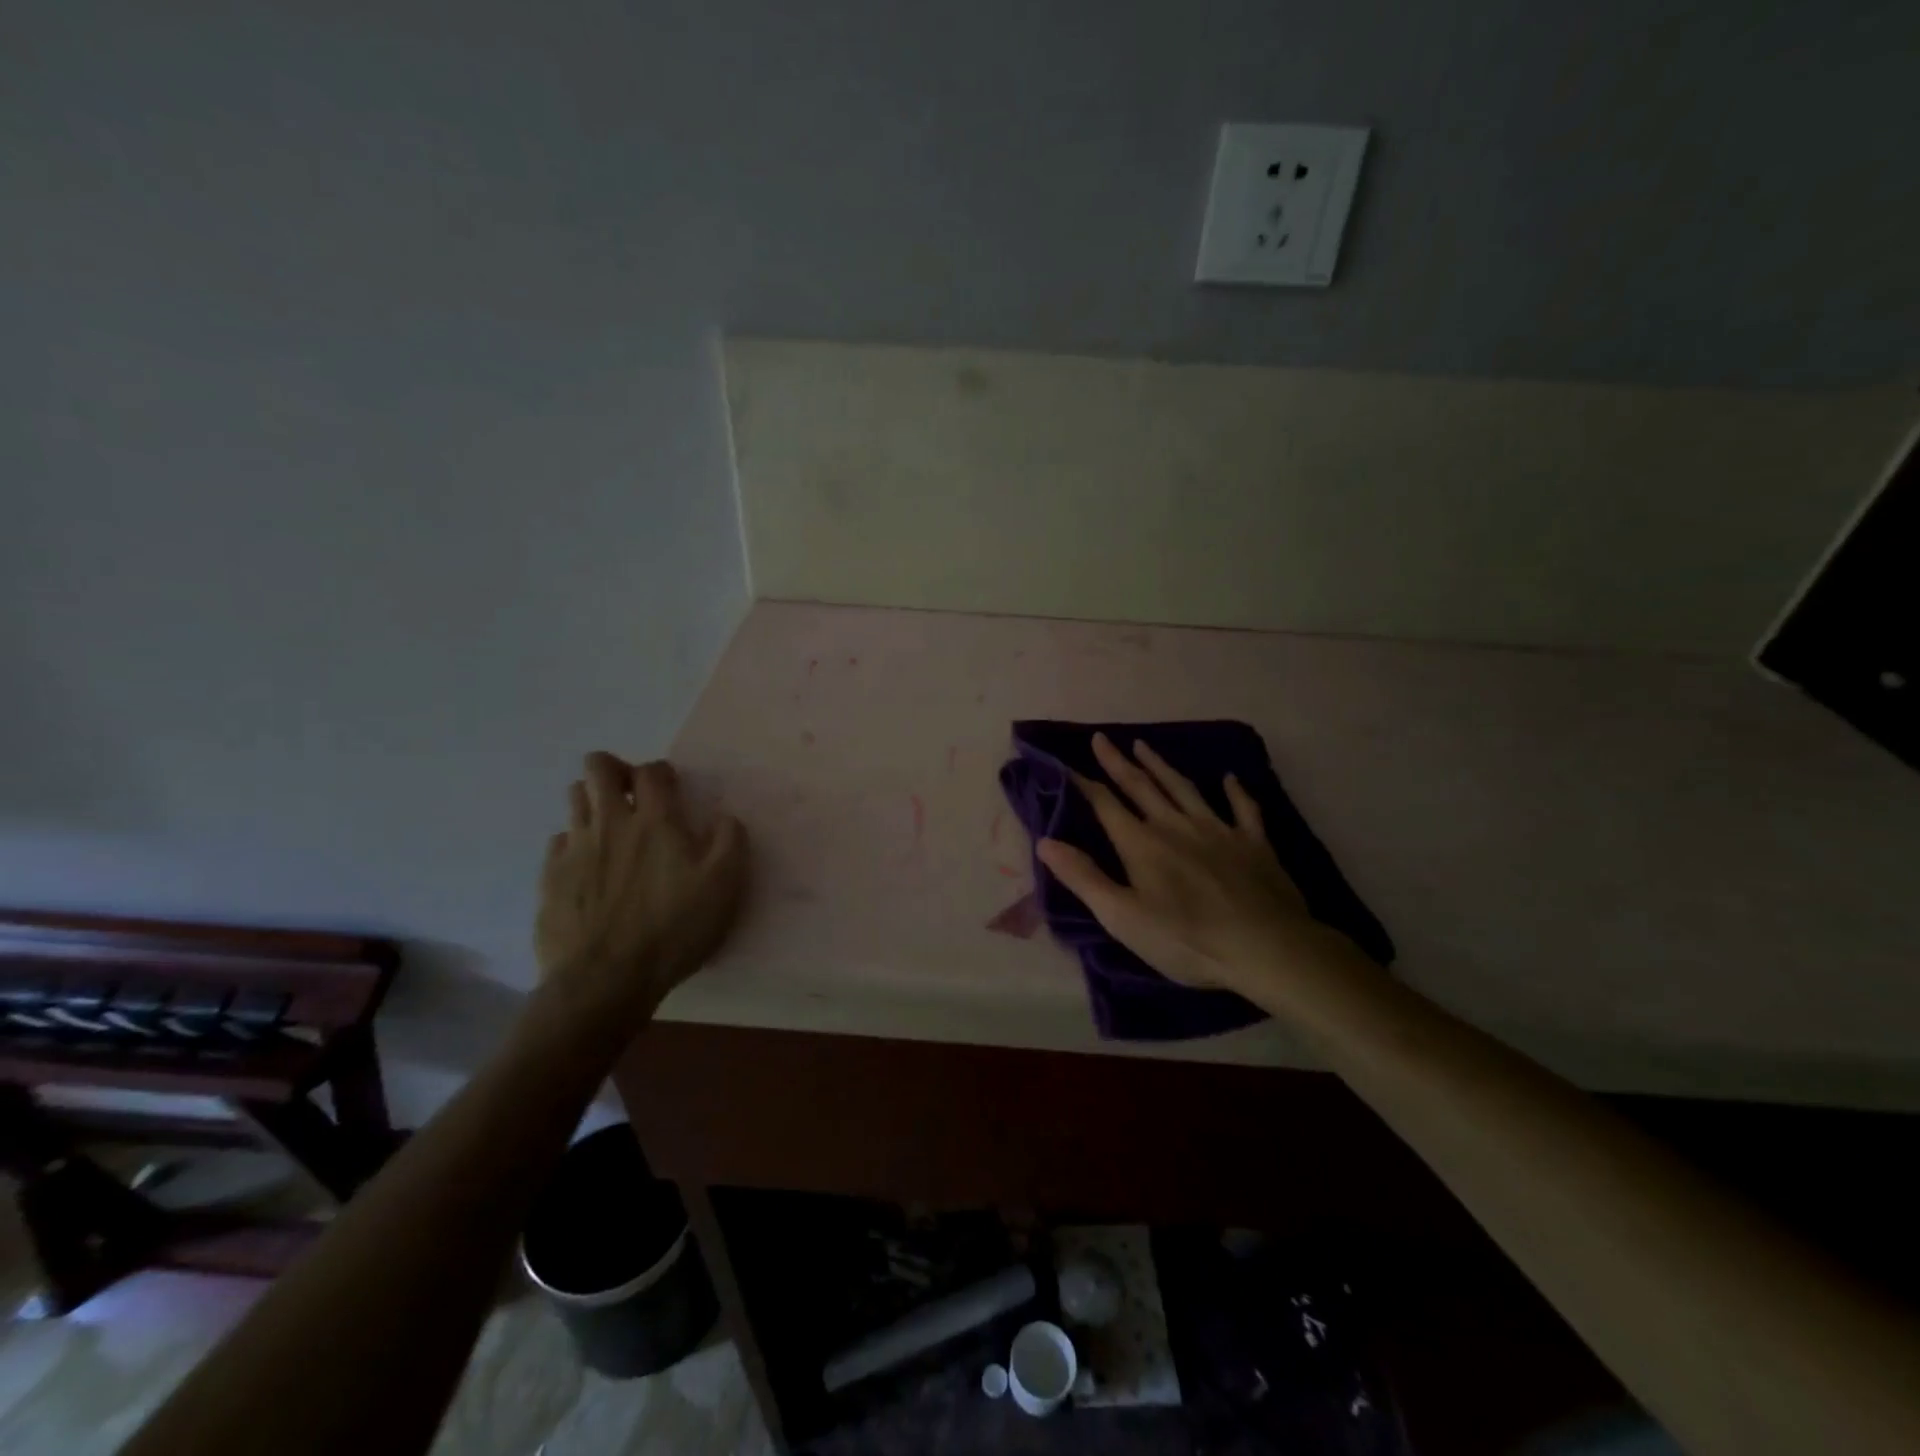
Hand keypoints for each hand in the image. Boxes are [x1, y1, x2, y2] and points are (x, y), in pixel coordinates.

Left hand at [535, 751, 747, 1025]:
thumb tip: (724, 816)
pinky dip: (575, 842)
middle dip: (614, 770)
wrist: (605, 980)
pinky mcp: (550, 877)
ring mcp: (574, 848)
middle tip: (632, 794)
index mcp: (655, 821)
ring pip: (574, 799)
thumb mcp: (724, 885)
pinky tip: (588, 865)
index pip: (651, 771)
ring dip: (592, 801)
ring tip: (611, 826)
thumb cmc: (673, 929)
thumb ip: (730, 841)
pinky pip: (558, 841)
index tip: (672, 790)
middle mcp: (610, 823)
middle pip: (598, 769)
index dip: (662, 772)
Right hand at [1036, 734, 1341, 1002]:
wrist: (1266, 947)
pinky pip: (1243, 809)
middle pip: (1141, 787)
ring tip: (1144, 746)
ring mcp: (1218, 830)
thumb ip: (1083, 877)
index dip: (1083, 784)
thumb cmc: (1185, 939)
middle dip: (1118, 763)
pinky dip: (1235, 791)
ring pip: (1183, 789)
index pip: (1105, 805)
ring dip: (1161, 766)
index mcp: (1142, 844)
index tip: (1065, 764)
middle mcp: (1176, 826)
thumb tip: (1045, 842)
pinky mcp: (1253, 843)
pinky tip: (1230, 778)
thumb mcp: (1122, 917)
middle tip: (1101, 739)